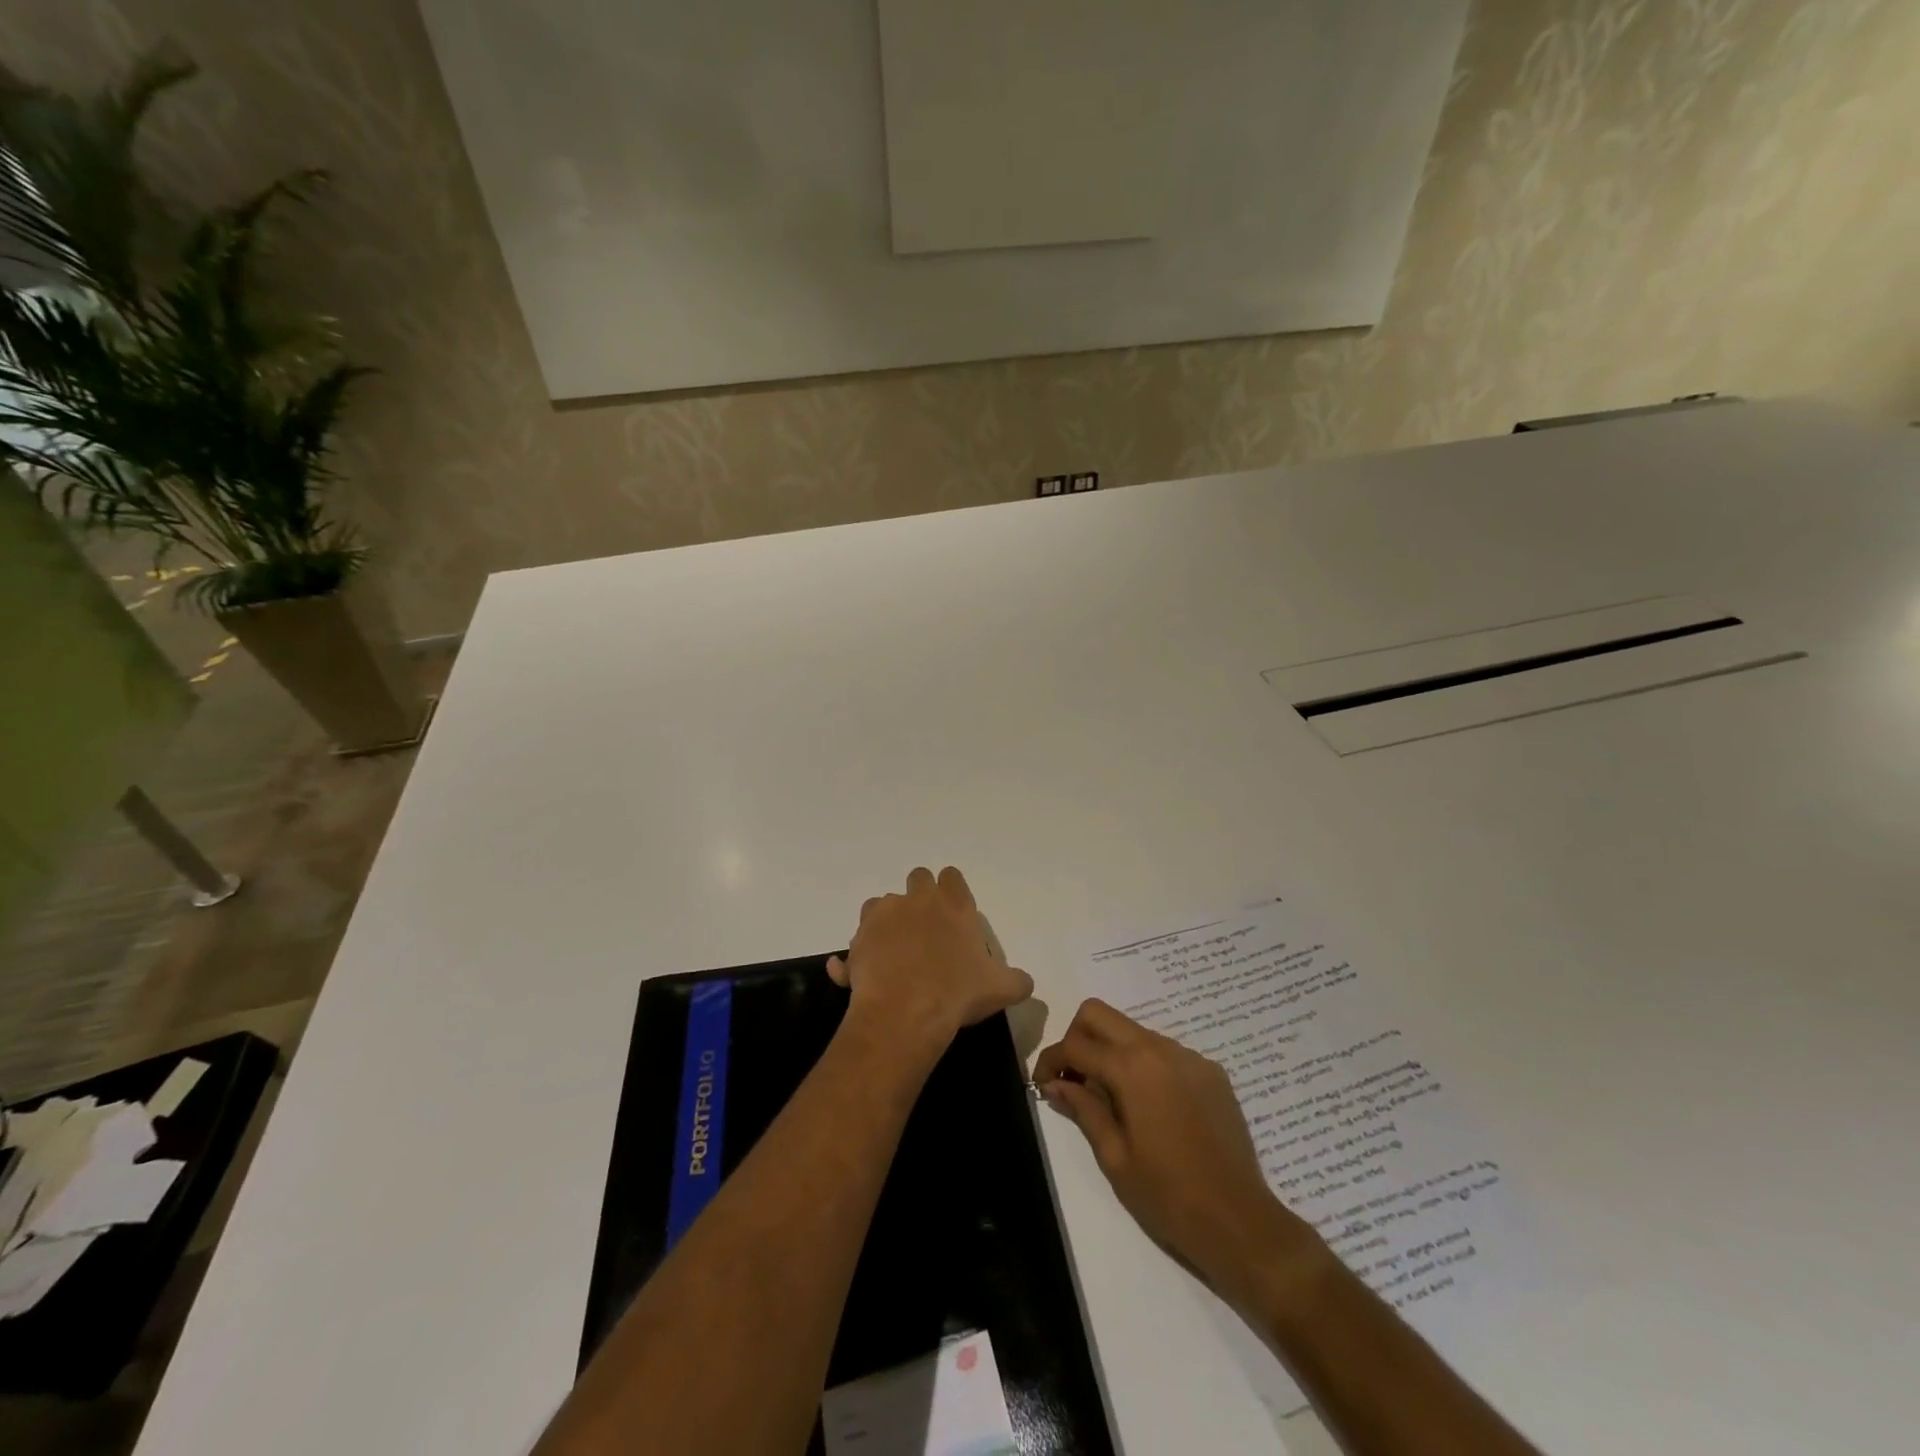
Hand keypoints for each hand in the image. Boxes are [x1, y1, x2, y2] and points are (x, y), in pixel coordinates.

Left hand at [828, 867, 1033, 1056]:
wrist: (906, 1013)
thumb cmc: (958, 994)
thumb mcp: (1001, 989)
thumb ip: (1016, 980)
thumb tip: (1026, 982)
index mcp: (954, 905)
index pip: (952, 877)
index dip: (951, 891)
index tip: (952, 914)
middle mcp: (918, 900)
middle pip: (918, 878)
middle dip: (919, 897)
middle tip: (924, 929)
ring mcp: (884, 915)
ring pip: (883, 903)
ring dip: (888, 920)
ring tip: (894, 952)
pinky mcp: (859, 937)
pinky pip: (858, 938)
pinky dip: (861, 951)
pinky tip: (866, 974)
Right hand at [1035, 1000, 1305, 1309]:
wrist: (1241, 1222)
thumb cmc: (1168, 1196)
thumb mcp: (1114, 1158)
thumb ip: (1083, 1109)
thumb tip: (1055, 1082)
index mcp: (1132, 1068)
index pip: (1076, 1043)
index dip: (1050, 1060)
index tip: (1042, 1084)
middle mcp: (1159, 1048)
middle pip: (1100, 1014)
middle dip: (1077, 1038)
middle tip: (1073, 1079)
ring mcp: (1189, 1057)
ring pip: (1133, 1030)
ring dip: (1112, 1051)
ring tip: (1111, 1098)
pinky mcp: (1211, 1071)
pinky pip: (1165, 1052)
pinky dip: (1145, 1066)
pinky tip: (1151, 1108)